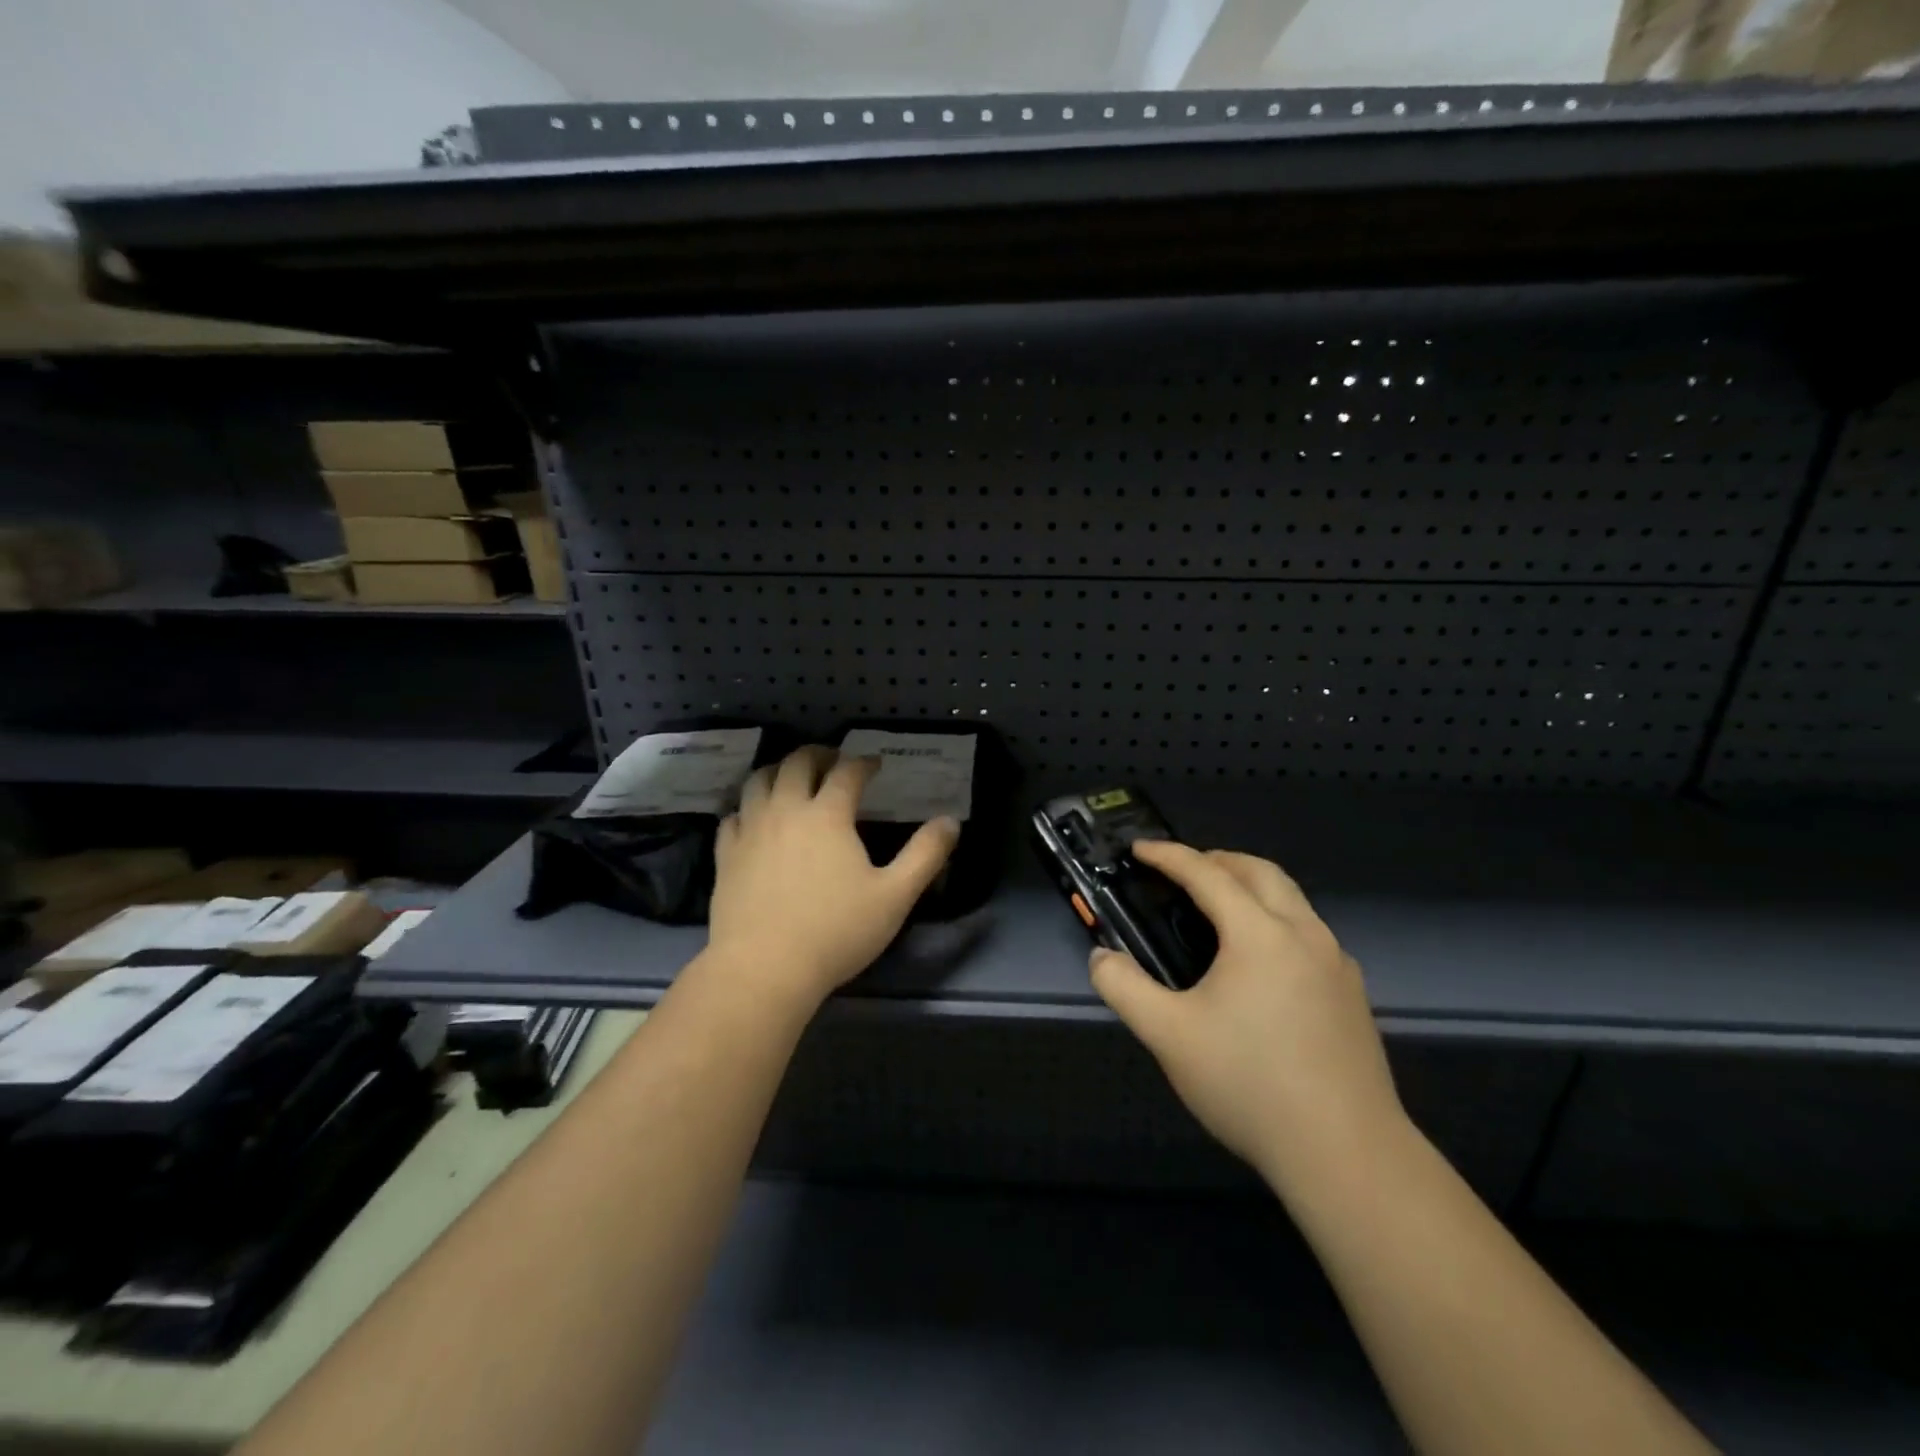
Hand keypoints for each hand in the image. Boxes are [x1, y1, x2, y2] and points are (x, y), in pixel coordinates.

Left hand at [706, 746, 959, 1005]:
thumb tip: (951, 822)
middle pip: (796, 764)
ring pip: (758, 782)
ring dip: (778, 771)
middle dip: (818, 755)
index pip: (847, 773)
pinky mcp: (726, 856)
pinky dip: (747, 808)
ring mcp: (750, 831)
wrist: (764, 969)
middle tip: (832, 760)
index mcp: (828, 815)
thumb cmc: (836, 931)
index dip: (863, 763)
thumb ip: (925, 855)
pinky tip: (754, 819)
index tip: (875, 765)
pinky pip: (733, 816)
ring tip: (791, 778)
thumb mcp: (894, 896)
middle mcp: (786, 810)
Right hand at [1090, 842, 1403, 1194]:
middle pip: (1260, 871)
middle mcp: (1304, 934)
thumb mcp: (1168, 1036)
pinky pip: (1309, 933)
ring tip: (1218, 910)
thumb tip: (1102, 957)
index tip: (1140, 849)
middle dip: (1218, 859)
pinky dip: (1276, 921)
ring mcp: (1336, 963)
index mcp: (1260, 933)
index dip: (1169, 856)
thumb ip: (1124, 988)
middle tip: (1182, 871)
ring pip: (1292, 900)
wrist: (1347, 1154)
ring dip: (1251, 887)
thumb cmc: (1250, 1084)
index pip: (1207, 874)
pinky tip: (1261, 963)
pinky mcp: (1353, 994)